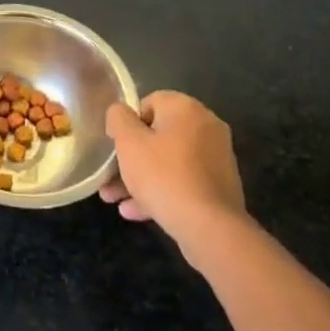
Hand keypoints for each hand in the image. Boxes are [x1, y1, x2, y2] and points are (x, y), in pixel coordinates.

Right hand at [99, 91, 245, 236]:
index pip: (149, 103)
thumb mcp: (128, 142)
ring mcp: (216, 158)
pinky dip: (162, 191)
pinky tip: (136, 212)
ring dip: (141, 179)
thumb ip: (118, 118)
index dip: (127, 124)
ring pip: (168, 162)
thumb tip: (120, 113)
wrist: (210, 227)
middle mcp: (206, 127)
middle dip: (130, 158)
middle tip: (109, 178)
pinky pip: (183, 181)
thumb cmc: (163, 175)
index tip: (116, 146)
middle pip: (158, 136)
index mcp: (186, 108)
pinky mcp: (220, 187)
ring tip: (115, 200)